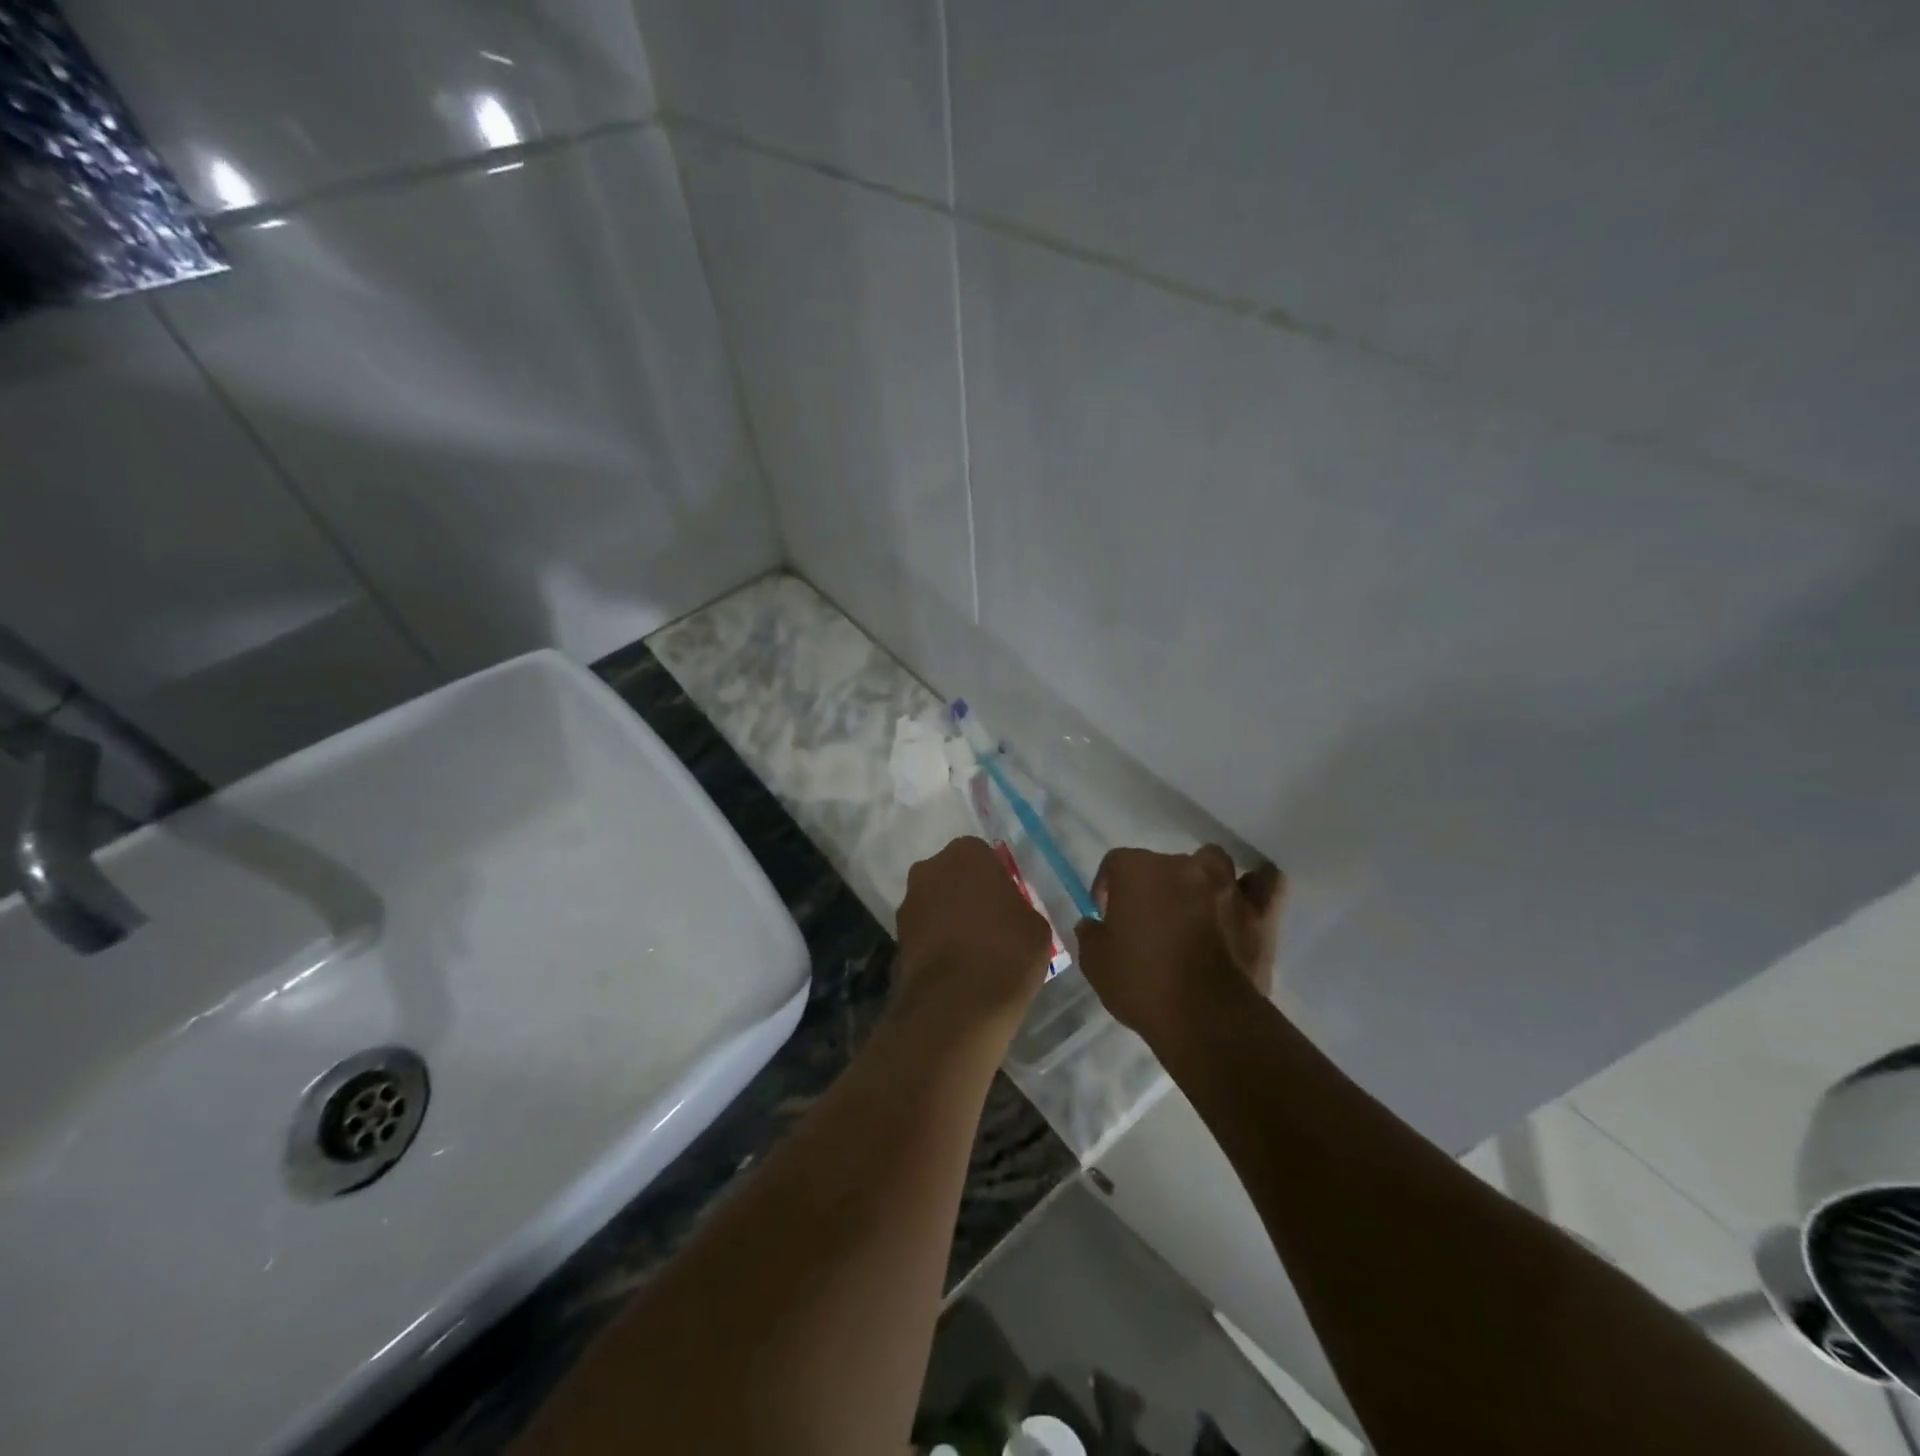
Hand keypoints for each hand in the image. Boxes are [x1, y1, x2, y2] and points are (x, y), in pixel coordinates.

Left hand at [893, 836, 1052, 1036]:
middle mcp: (930, 868)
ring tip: (973, 953)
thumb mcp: (1036, 926)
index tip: (1009, 905)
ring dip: (949, 918)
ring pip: (935, 903)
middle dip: (968, 894)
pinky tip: (955, 969)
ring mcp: (909, 903)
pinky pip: (924, 932)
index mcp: (967, 853)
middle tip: (991, 925)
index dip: (997, 880)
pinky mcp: (896, 937)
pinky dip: (936, 943)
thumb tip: (1010, 915)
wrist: (956, 1005)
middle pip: (954, 876)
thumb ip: (1020, 908)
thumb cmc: (1007, 953)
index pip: (984, 856)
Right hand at [1075, 846, 1283, 1045]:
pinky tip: (1246, 899)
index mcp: (1138, 870)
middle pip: (1163, 864)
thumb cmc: (1142, 984)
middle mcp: (1182, 866)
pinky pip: (1264, 884)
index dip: (1108, 889)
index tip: (1108, 918)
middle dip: (1155, 887)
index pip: (1115, 864)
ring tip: (1197, 907)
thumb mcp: (1095, 963)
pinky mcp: (1260, 911)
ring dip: (1203, 879)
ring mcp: (1225, 885)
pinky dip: (1256, 887)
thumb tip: (1093, 924)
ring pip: (1212, 863)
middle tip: (1151, 922)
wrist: (1205, 1017)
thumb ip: (1091, 935)